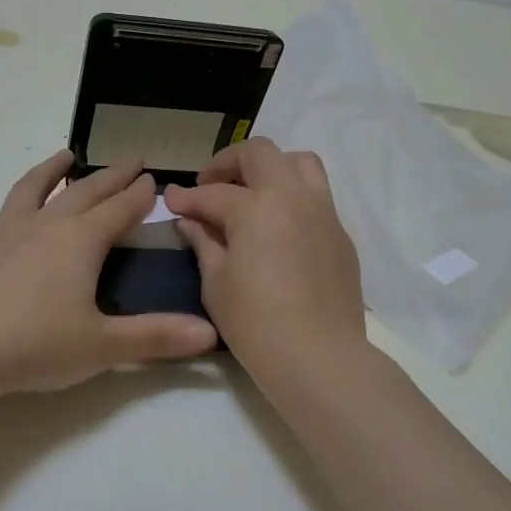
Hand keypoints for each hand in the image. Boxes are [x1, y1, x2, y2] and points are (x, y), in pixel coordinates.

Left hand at [0, 150, 218, 399]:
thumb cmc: (35, 345)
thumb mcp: (102, 346)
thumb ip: (156, 337)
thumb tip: (211, 334)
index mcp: (81, 242)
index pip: (119, 209)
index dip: (139, 195)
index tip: (153, 179)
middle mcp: (46, 226)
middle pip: (85, 191)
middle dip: (112, 175)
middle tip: (131, 159)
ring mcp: (7, 232)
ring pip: (36, 188)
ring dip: (55, 170)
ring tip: (66, 155)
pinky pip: (7, 211)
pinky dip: (22, 200)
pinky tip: (18, 215)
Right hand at [161, 137, 366, 375]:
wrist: (318, 357)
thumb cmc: (255, 323)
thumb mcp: (216, 283)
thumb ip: (204, 242)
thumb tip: (191, 221)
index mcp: (258, 207)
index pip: (214, 193)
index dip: (187, 197)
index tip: (170, 201)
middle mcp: (294, 197)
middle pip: (260, 153)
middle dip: (228, 163)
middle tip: (209, 186)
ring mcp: (324, 212)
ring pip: (299, 162)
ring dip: (270, 167)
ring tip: (251, 192)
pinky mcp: (341, 234)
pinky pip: (317, 195)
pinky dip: (293, 195)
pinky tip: (277, 226)